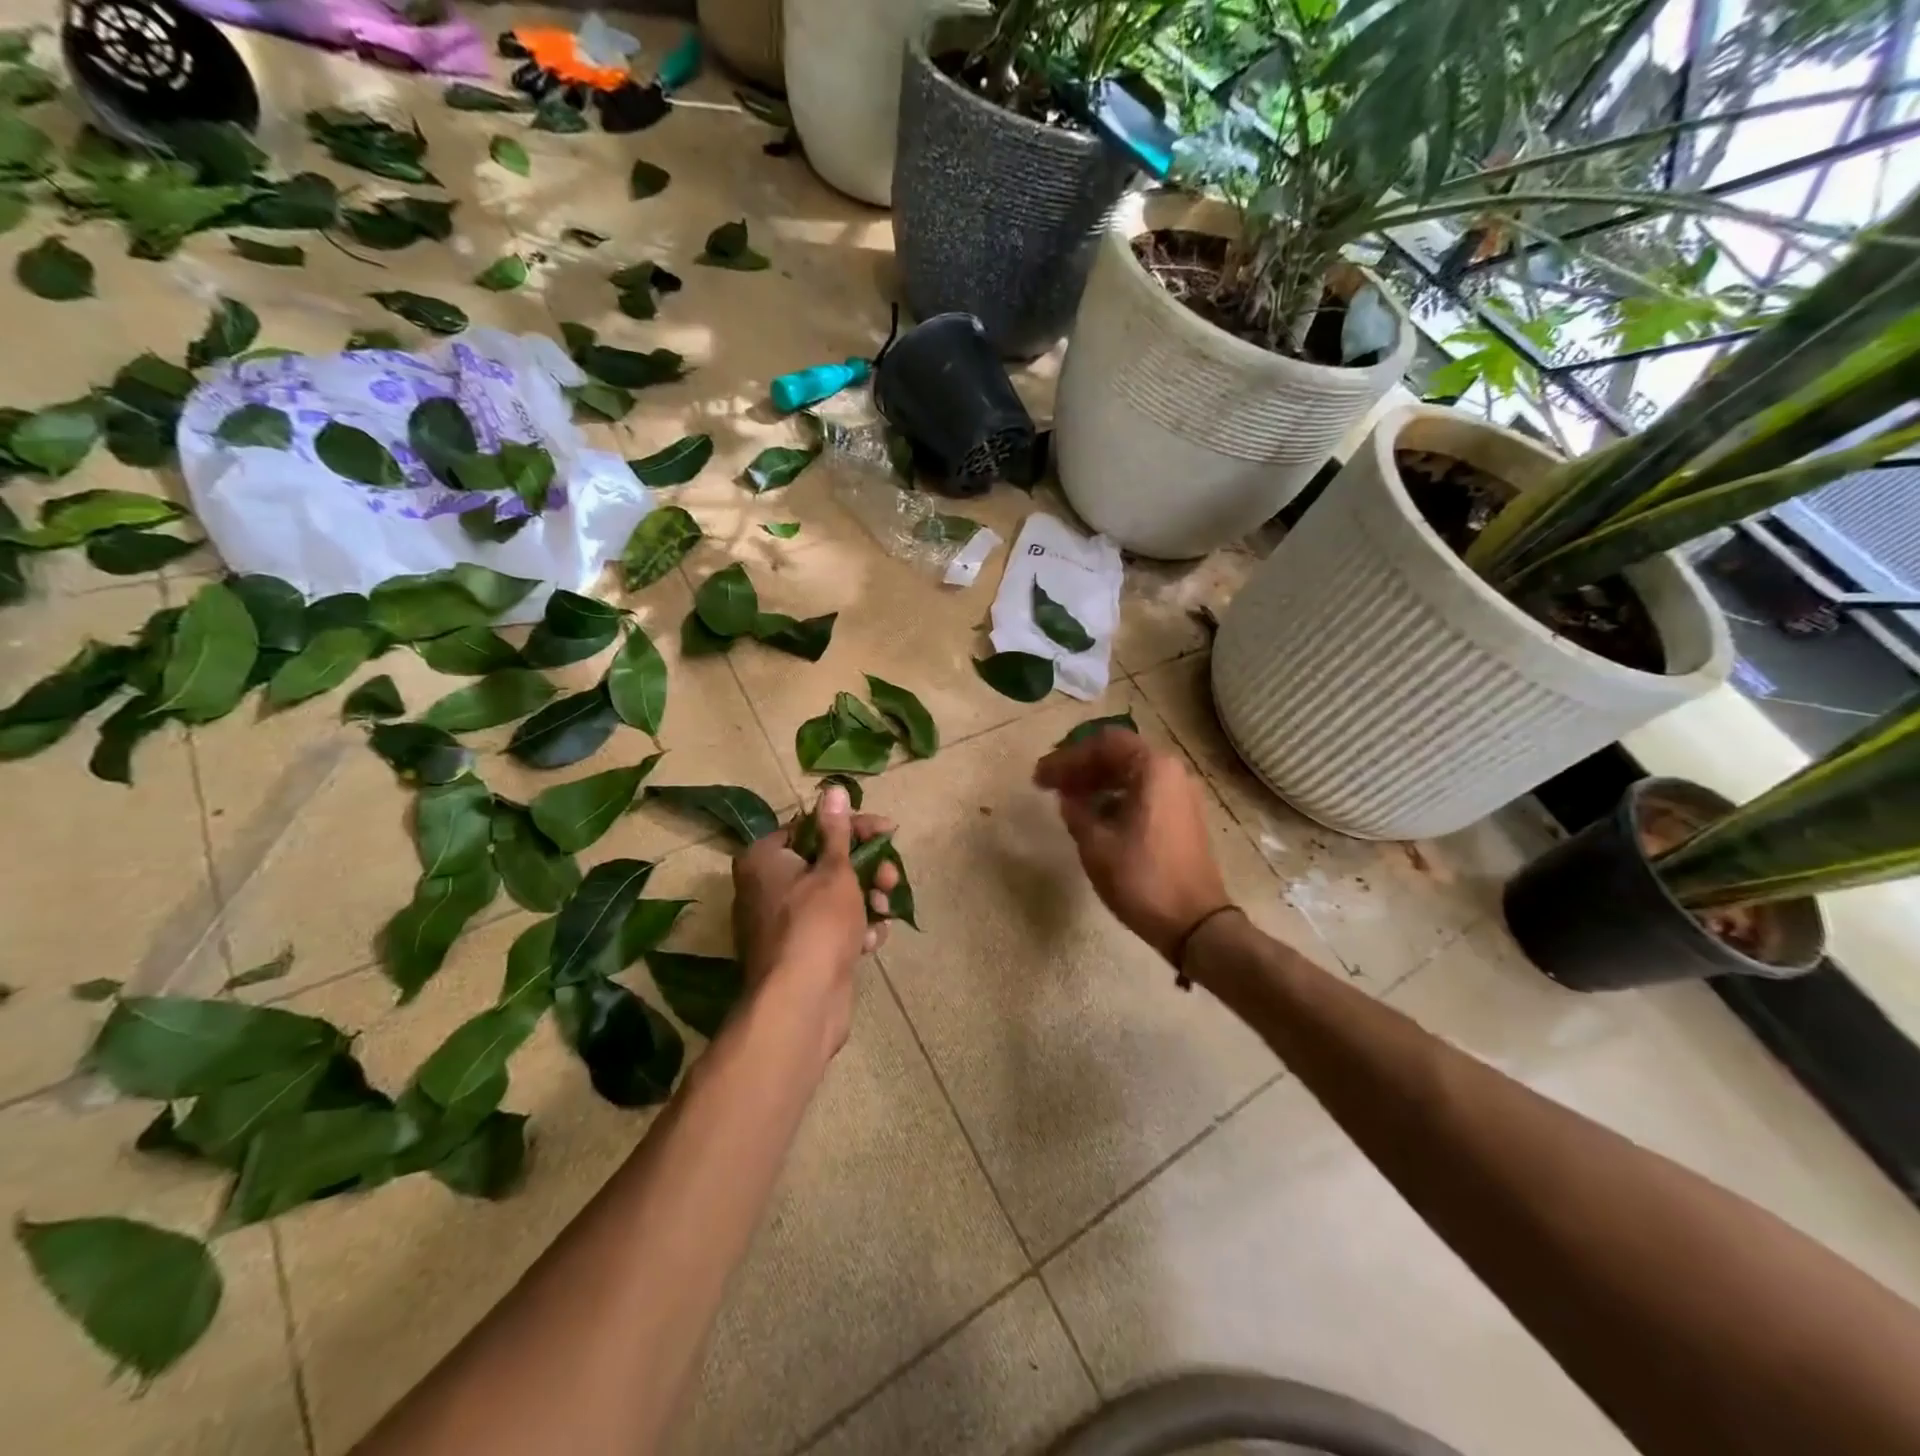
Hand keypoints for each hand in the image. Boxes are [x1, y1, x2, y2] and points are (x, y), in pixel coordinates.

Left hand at [732, 785, 898, 1059]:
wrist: (802, 1003)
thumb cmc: (817, 924)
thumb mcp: (834, 871)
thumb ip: (837, 830)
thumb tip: (832, 788)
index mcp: (764, 859)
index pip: (813, 826)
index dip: (854, 827)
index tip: (889, 832)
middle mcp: (765, 887)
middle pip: (825, 862)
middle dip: (865, 869)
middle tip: (891, 878)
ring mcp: (781, 923)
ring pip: (832, 897)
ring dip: (865, 899)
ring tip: (885, 910)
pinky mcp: (798, 952)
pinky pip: (830, 928)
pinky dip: (853, 929)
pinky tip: (871, 940)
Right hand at [1034, 729, 1231, 963]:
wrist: (1194, 923)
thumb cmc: (1142, 878)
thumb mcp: (1096, 844)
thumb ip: (1076, 811)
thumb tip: (1068, 797)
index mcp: (1153, 768)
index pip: (1102, 743)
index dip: (1067, 758)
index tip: (1040, 777)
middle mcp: (1172, 772)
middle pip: (1118, 754)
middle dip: (1081, 766)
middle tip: (1049, 784)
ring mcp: (1181, 794)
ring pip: (1131, 773)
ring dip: (1097, 781)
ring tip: (1067, 799)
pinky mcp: (1183, 815)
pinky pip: (1143, 791)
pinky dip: (1115, 796)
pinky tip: (1094, 816)